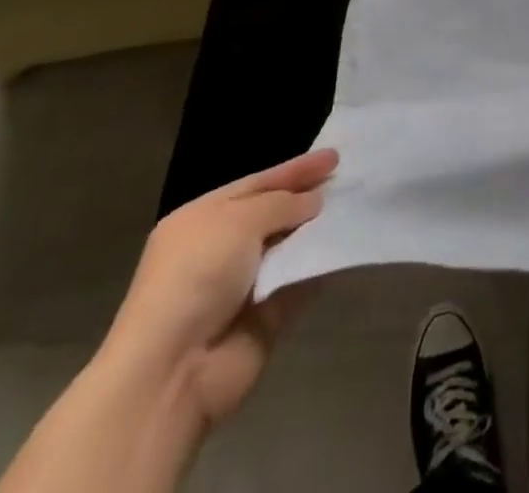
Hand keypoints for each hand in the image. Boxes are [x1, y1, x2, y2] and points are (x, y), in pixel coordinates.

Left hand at [98, 148, 338, 429]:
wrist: (173, 371)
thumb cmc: (196, 277)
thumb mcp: (238, 221)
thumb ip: (282, 204)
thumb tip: (314, 201)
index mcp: (202, 218)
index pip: (257, 184)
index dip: (295, 169)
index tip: (333, 156)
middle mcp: (220, 248)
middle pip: (273, 213)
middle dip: (308, 197)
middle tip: (348, 179)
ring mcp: (242, 285)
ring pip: (288, 247)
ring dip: (316, 231)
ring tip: (355, 208)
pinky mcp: (264, 318)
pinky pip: (298, 282)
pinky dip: (319, 266)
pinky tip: (346, 247)